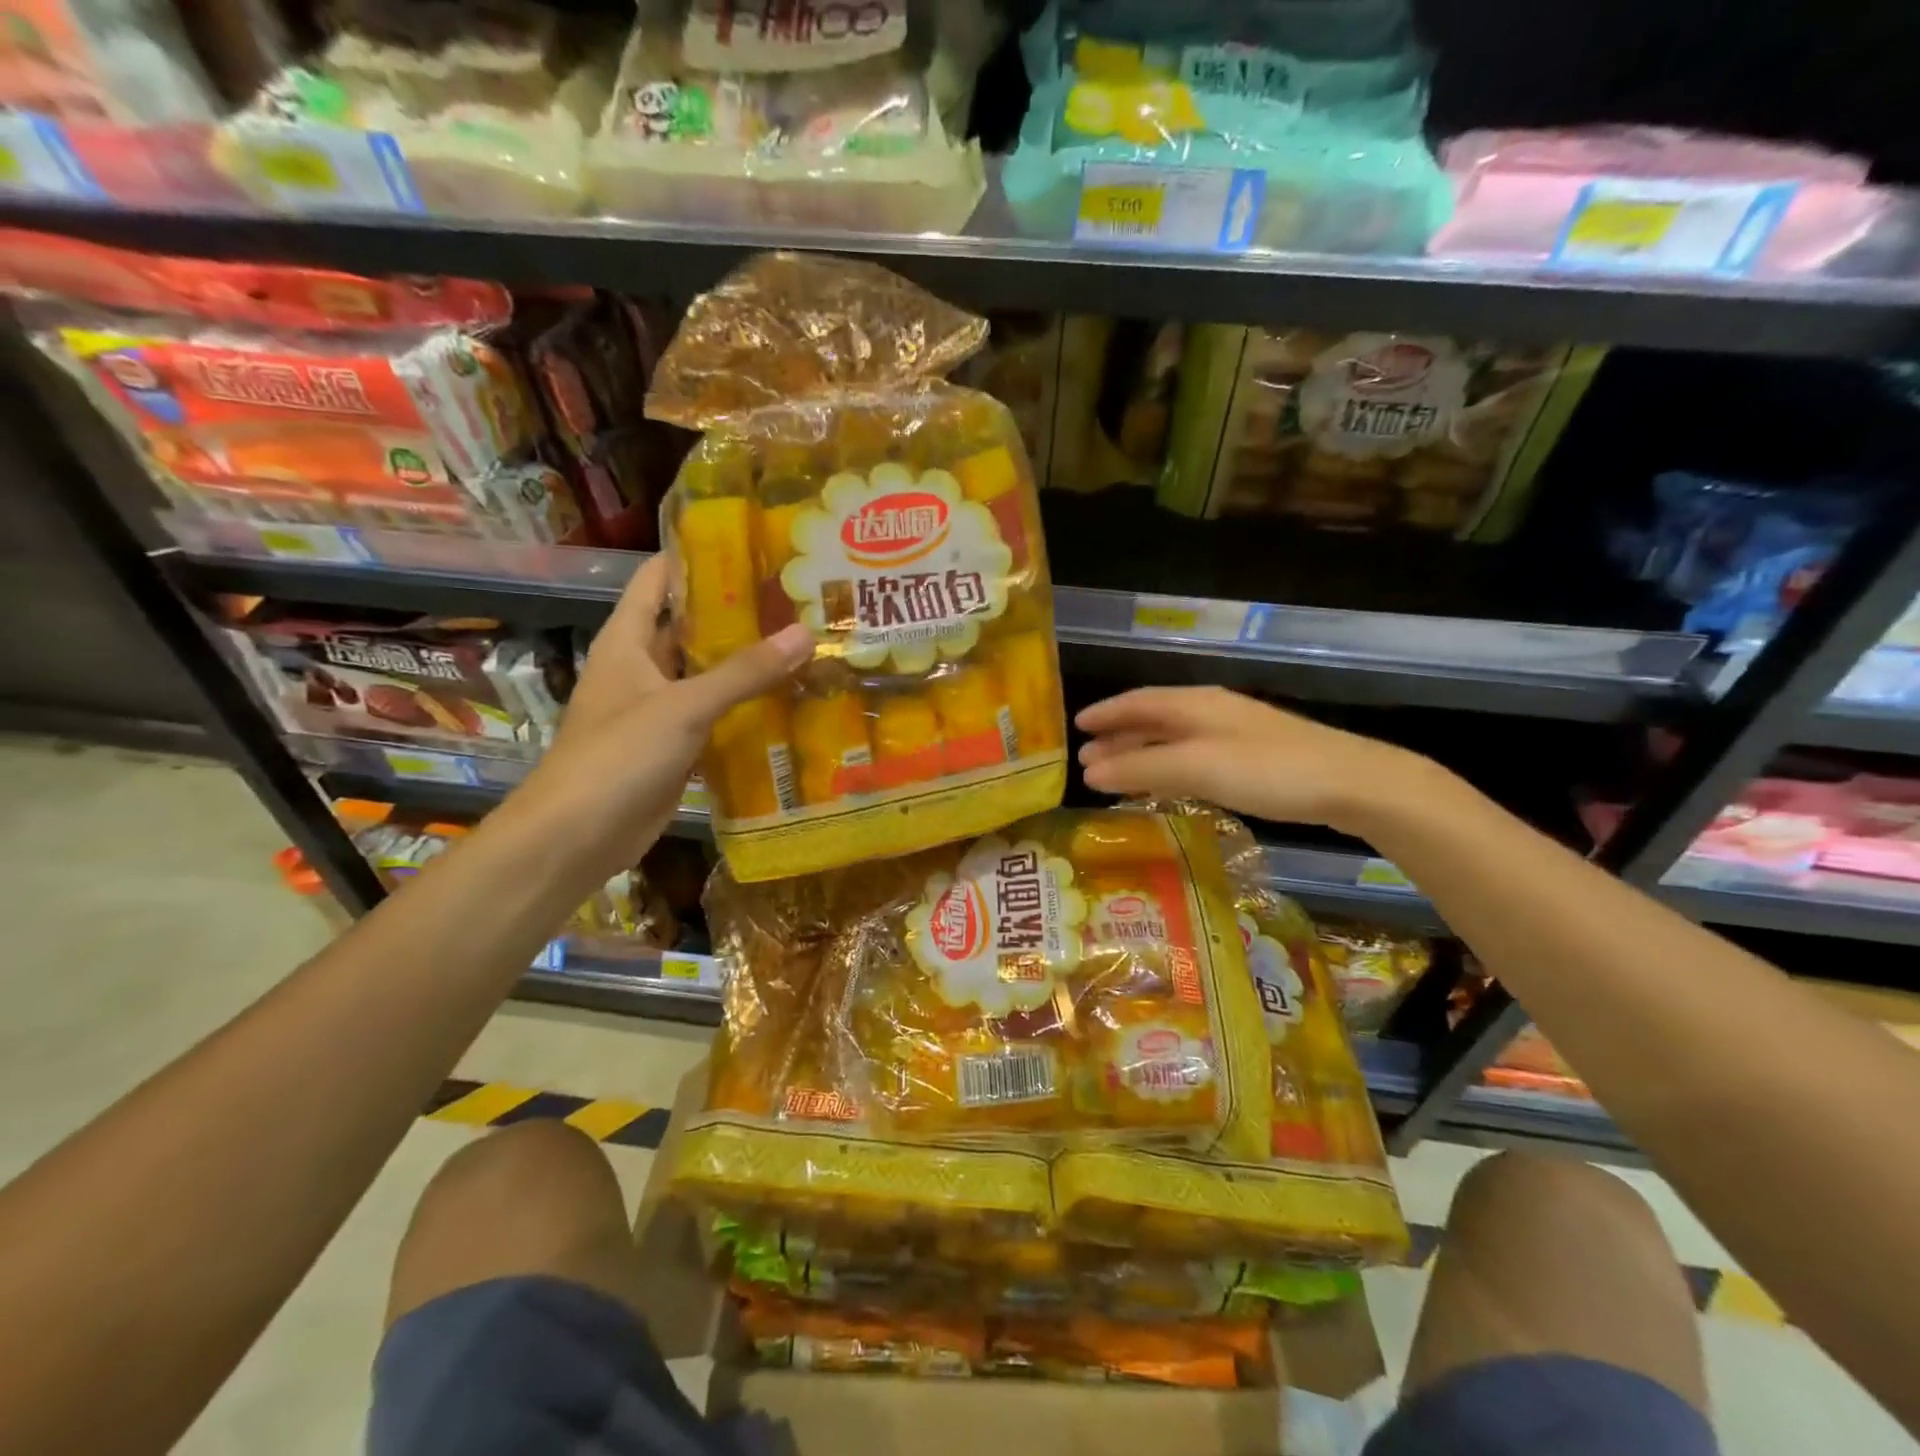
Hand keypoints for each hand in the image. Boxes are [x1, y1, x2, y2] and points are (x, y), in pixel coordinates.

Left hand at [517, 553, 812, 872]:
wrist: (577, 837)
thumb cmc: (618, 756)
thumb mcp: (683, 706)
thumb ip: (743, 672)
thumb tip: (804, 633)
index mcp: (628, 642)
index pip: (656, 581)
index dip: (693, 558)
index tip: (747, 543)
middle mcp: (641, 668)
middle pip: (689, 628)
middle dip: (736, 614)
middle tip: (795, 598)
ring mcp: (658, 710)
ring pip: (707, 675)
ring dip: (745, 664)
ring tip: (802, 643)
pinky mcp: (674, 748)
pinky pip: (714, 718)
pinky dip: (744, 709)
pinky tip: (788, 702)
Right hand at [1076, 686, 1429, 833]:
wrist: (1351, 783)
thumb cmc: (1266, 770)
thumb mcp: (1196, 767)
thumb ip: (1141, 768)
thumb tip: (1089, 772)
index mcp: (1195, 703)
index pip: (1138, 701)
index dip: (1105, 713)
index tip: (1076, 728)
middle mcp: (1212, 710)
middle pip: (1154, 718)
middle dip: (1119, 737)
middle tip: (1088, 759)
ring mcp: (1236, 732)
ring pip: (1175, 737)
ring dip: (1142, 752)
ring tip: (1117, 773)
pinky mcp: (1255, 756)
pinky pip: (1195, 754)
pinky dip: (1169, 765)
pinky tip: (1169, 783)